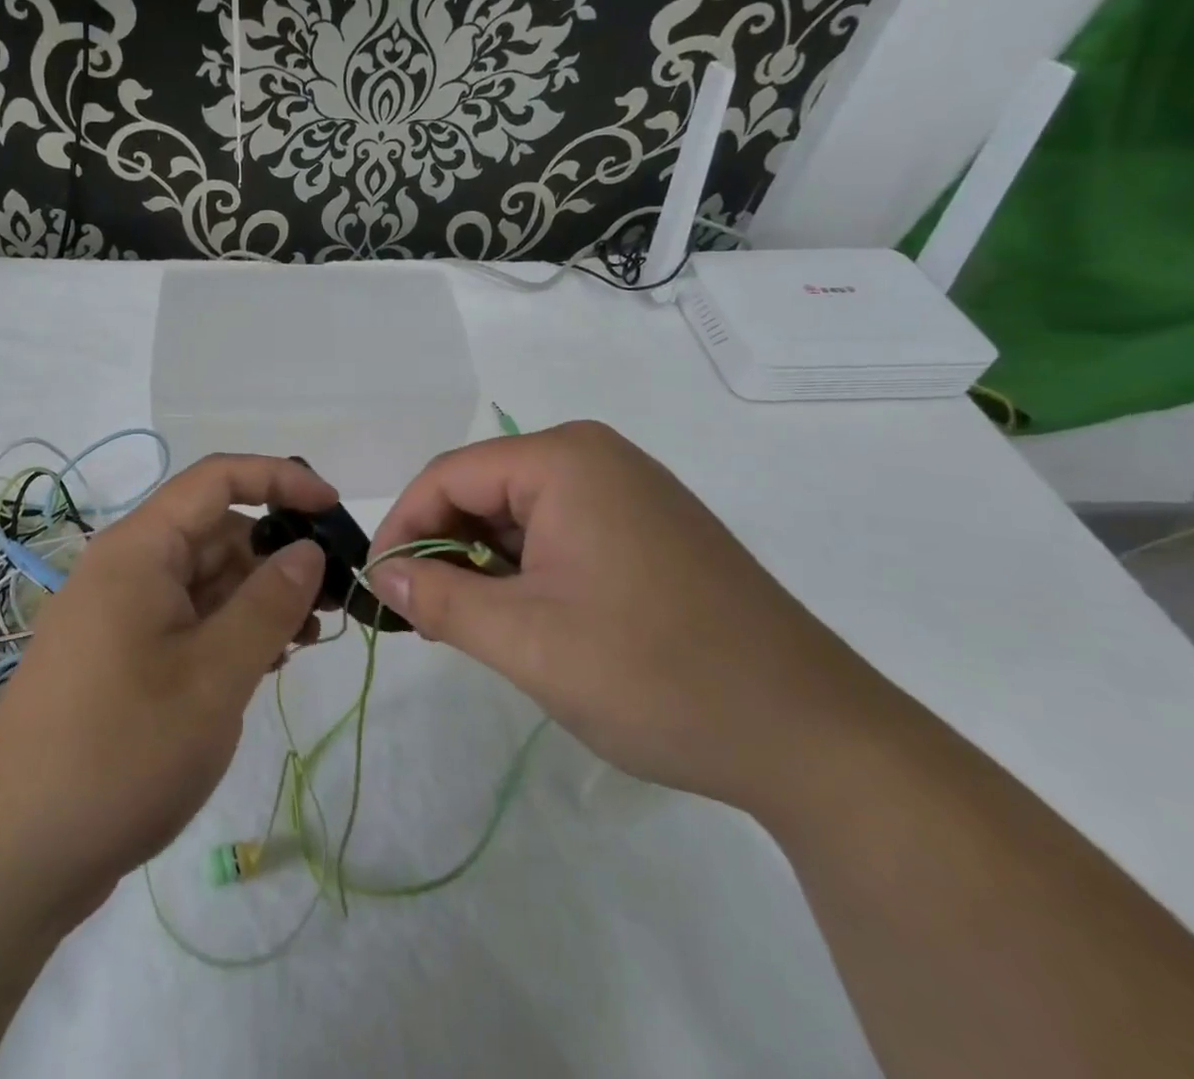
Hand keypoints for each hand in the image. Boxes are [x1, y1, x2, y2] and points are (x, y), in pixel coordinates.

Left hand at [0, 454, 332, 921]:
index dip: (280, 479)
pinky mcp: (119, 656)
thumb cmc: (121, 751)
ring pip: (204, 580)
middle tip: (332, 601)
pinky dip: (228, 631)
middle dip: (276, 554)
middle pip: (214, 532)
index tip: (333, 510)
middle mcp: (126, 568)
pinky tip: (263, 664)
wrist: (13, 855)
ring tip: (306, 640)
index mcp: (139, 550)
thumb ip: (269, 605)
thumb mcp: (215, 676)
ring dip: (257, 598)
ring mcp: (119, 614)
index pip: (217, 479)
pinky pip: (185, 620)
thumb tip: (308, 550)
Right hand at [369, 422, 891, 812]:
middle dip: (445, 547)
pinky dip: (528, 570)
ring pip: (520, 513)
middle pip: (484, 489)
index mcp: (564, 460)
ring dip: (486, 564)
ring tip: (474, 626)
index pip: (448, 475)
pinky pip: (561, 530)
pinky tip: (529, 619)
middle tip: (423, 615)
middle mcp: (596, 457)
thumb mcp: (525, 641)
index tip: (379, 587)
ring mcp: (629, 490)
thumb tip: (384, 576)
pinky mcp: (650, 527)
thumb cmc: (654, 674)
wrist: (813, 736)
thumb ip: (440, 600)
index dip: (403, 527)